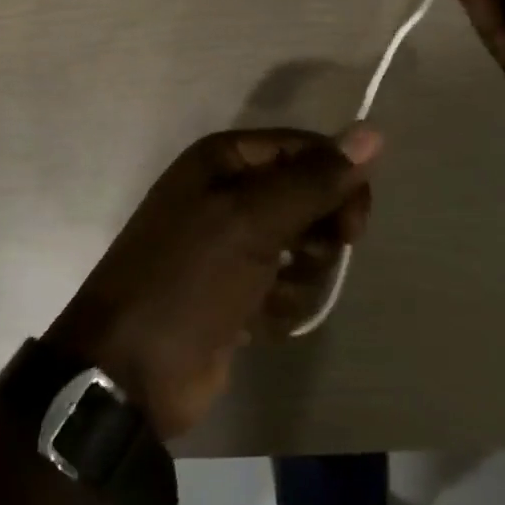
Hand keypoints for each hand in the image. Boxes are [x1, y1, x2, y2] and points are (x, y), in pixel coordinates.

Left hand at [46, 127, 380, 438]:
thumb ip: (314, 179)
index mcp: (224, 160)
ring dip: (300, 276)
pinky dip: (281, 304)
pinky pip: (286, 286)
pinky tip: (259, 322)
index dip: (337, 179)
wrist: (132, 372)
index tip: (354, 224)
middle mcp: (228, 193)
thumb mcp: (253, 221)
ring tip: (272, 295)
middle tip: (308, 257)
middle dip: (317, 233)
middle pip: (308, 196)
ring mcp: (232, 245)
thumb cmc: (189, 279)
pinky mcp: (237, 292)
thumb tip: (372, 132)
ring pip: (303, 246)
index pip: (305, 149)